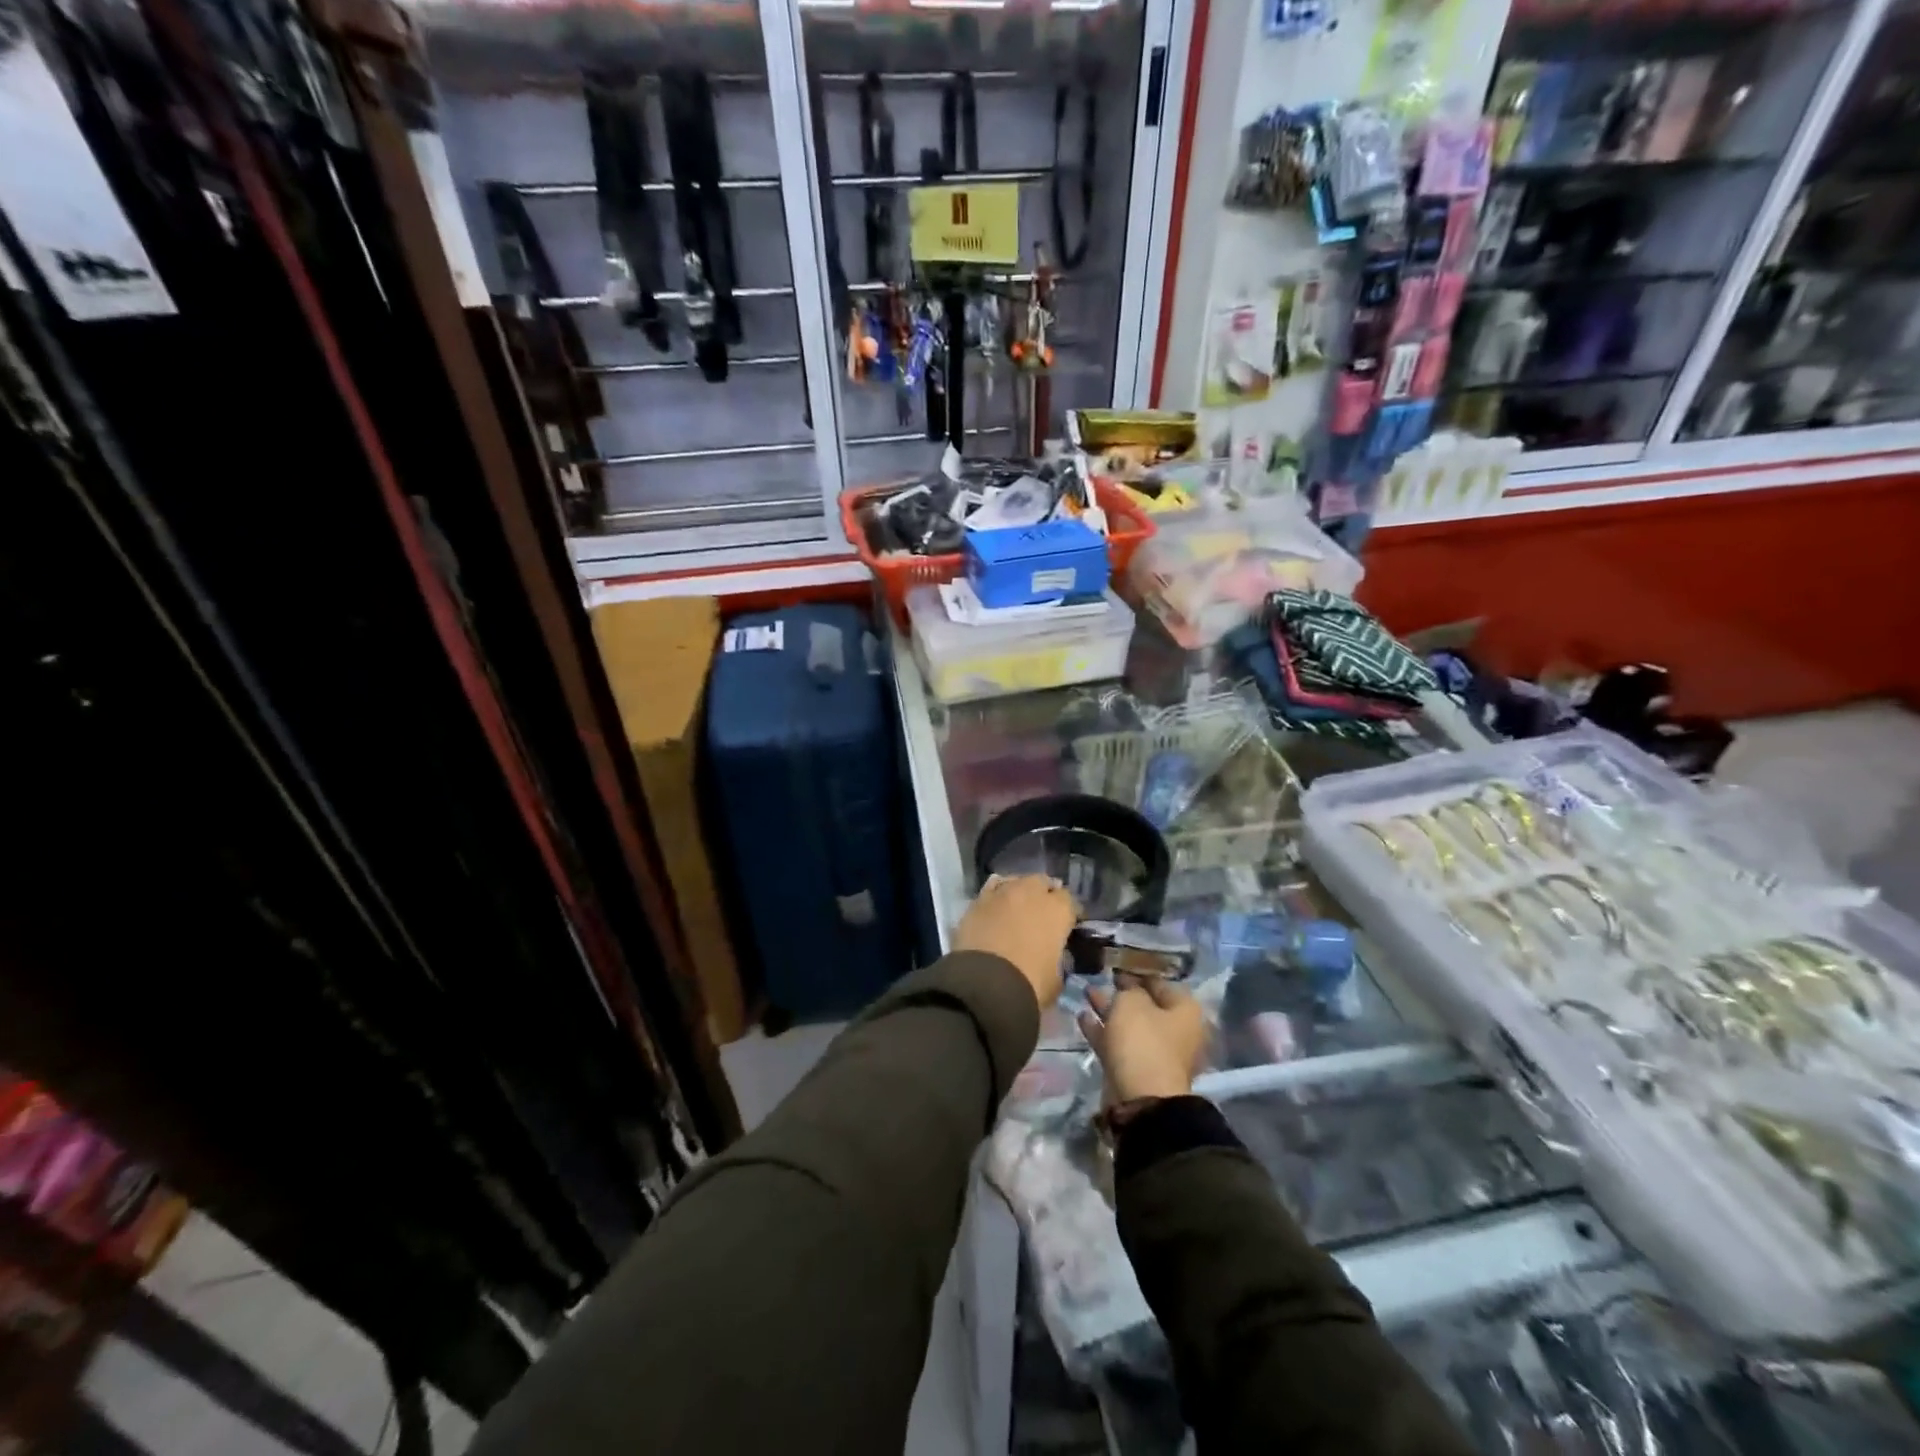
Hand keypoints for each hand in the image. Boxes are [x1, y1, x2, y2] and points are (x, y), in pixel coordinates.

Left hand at [954, 875, 1077, 1009]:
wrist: (985, 985)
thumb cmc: (1030, 984)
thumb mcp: (1056, 979)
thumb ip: (1058, 960)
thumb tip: (1053, 956)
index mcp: (1058, 910)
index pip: (1070, 901)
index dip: (1069, 913)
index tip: (1067, 926)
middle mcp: (1031, 893)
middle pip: (1042, 883)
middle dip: (1044, 895)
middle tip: (1041, 915)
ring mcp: (1002, 893)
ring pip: (1016, 881)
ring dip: (1020, 892)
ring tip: (1017, 909)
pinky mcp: (977, 900)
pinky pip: (992, 889)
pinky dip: (996, 896)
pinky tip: (996, 907)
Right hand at [1078, 977, 1207, 1102]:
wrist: (1142, 1100)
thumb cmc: (1143, 1042)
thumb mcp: (1132, 1003)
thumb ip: (1127, 990)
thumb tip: (1126, 989)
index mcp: (1184, 1010)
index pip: (1160, 982)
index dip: (1138, 972)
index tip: (1116, 965)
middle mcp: (1175, 1030)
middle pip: (1145, 1005)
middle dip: (1121, 993)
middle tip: (1100, 979)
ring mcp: (1156, 1052)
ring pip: (1129, 1025)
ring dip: (1109, 1011)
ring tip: (1086, 994)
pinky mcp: (1136, 1070)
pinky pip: (1118, 1043)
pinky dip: (1101, 1031)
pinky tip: (1082, 1017)